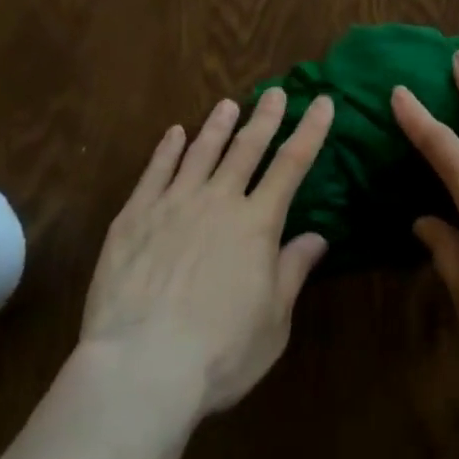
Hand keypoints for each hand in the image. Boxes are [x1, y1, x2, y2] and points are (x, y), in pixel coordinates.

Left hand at [80, 89, 334, 419]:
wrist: (140, 367)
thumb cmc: (219, 354)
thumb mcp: (273, 323)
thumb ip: (292, 272)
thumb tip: (317, 237)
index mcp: (257, 223)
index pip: (292, 165)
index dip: (310, 131)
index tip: (323, 102)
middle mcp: (219, 201)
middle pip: (247, 148)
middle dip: (266, 117)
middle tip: (276, 91)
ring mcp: (174, 203)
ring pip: (202, 151)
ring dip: (218, 125)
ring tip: (228, 104)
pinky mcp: (135, 216)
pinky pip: (155, 171)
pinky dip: (167, 149)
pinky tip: (174, 133)